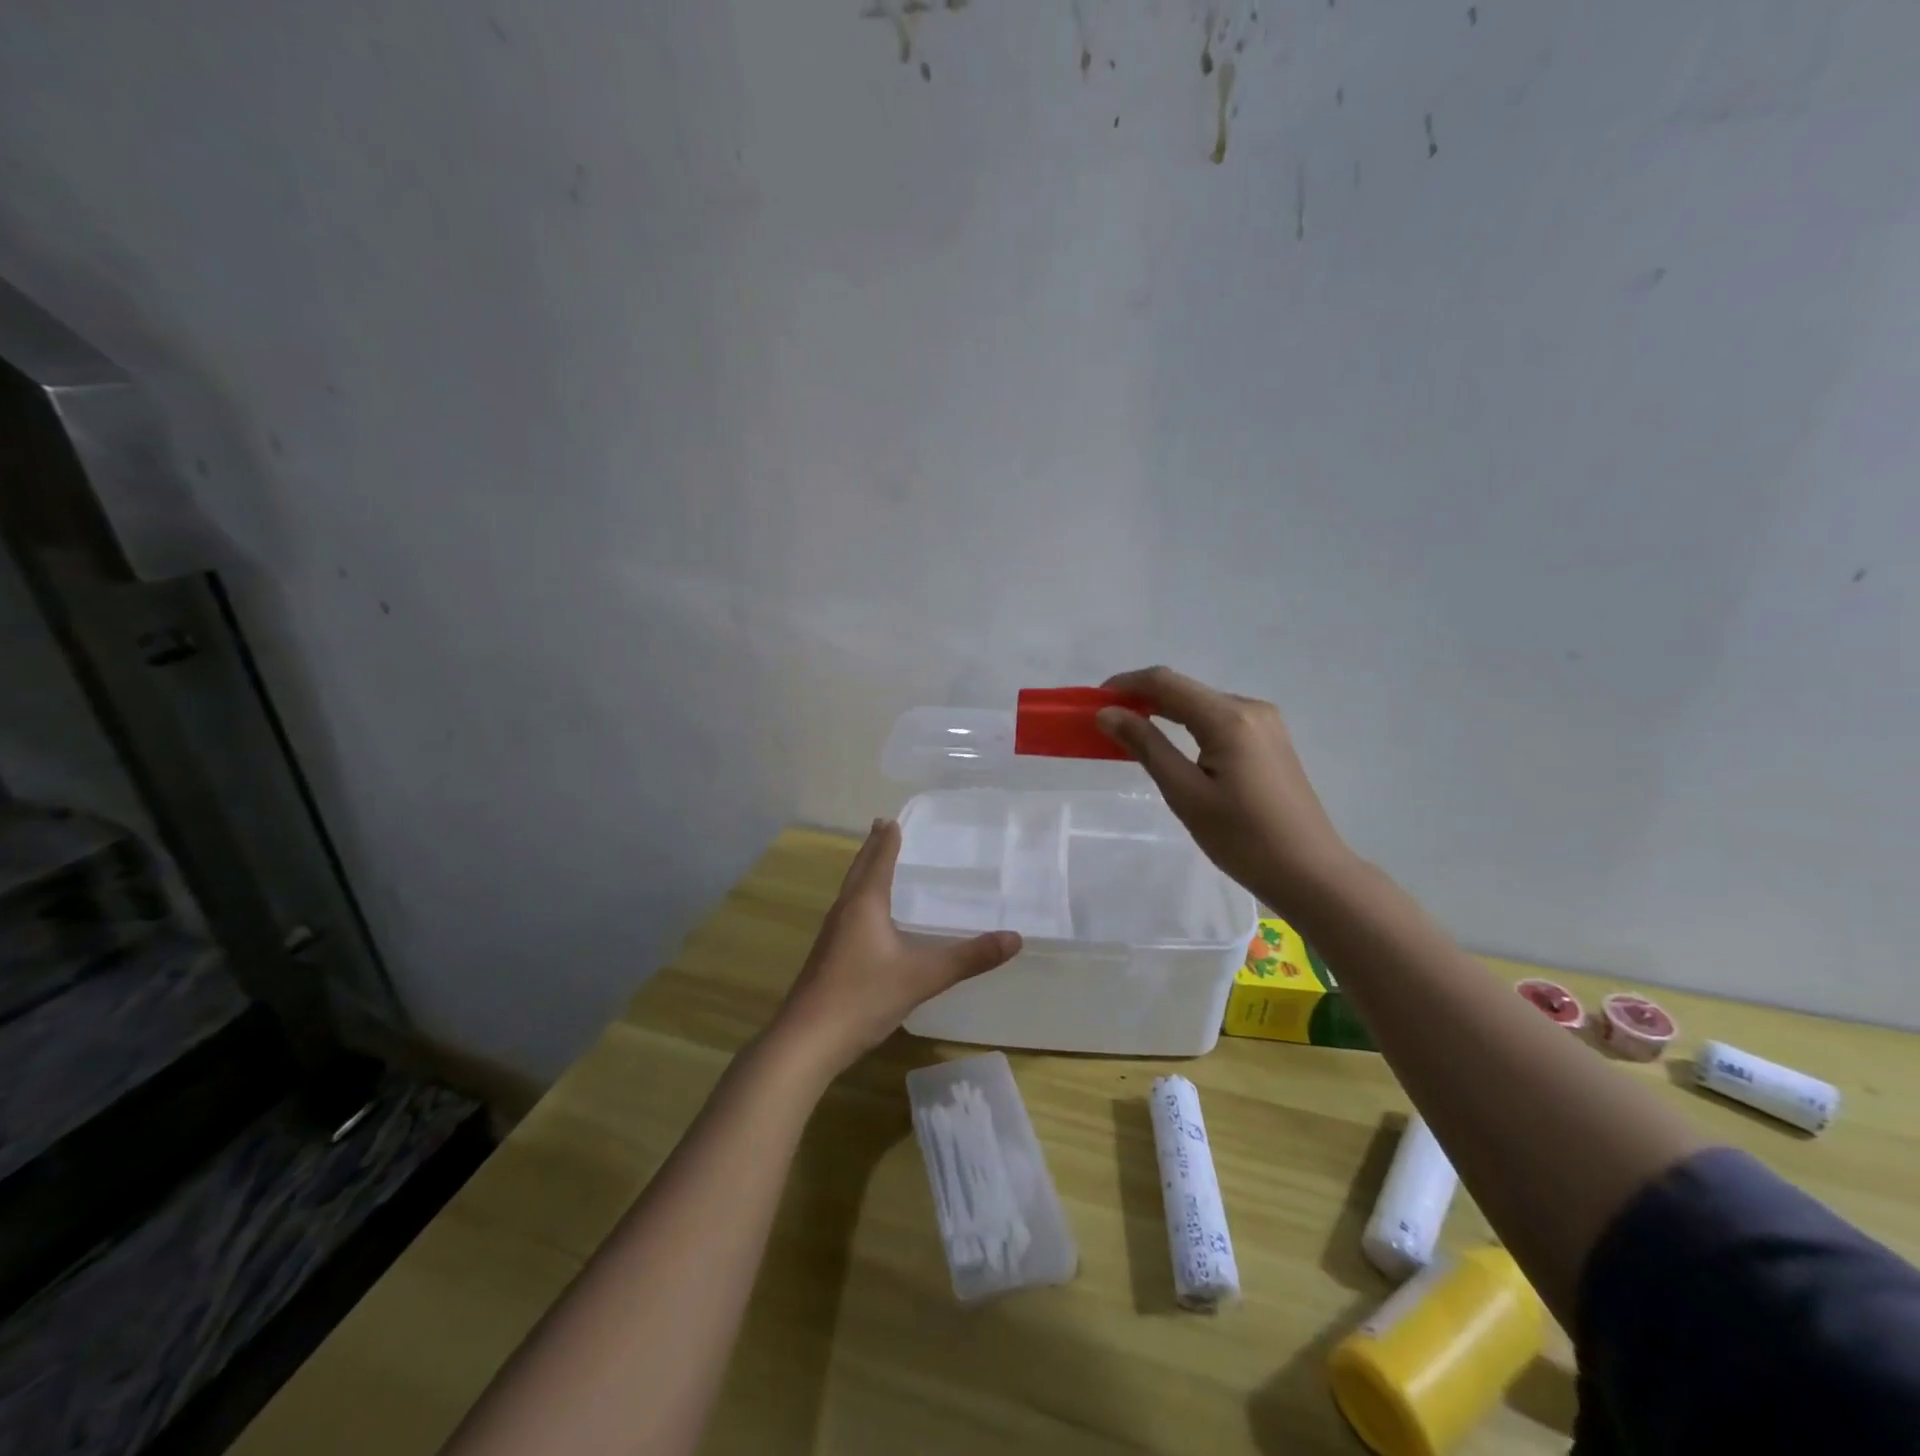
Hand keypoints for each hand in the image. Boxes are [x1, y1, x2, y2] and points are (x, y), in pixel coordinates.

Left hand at [769, 820, 1021, 1076]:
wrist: (808, 1040)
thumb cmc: (864, 997)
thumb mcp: (923, 976)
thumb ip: (968, 957)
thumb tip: (1015, 938)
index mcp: (864, 904)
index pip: (878, 861)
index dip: (887, 840)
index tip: (892, 818)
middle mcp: (844, 911)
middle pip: (858, 870)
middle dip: (872, 848)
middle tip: (883, 827)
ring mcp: (831, 935)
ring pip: (850, 891)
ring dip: (863, 872)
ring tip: (876, 863)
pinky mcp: (827, 956)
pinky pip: (847, 912)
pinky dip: (860, 899)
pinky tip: (867, 918)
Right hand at [1095, 666, 1357, 908]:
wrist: (1310, 872)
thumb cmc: (1242, 838)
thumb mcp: (1185, 794)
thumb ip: (1146, 746)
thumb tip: (1108, 713)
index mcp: (1229, 718)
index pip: (1165, 682)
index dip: (1125, 684)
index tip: (1093, 701)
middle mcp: (1250, 708)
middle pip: (1184, 690)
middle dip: (1142, 699)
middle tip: (1106, 722)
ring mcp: (1265, 723)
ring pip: (1202, 704)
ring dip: (1165, 712)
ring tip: (1132, 734)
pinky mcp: (1270, 740)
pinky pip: (1220, 720)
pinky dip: (1189, 725)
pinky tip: (1173, 745)